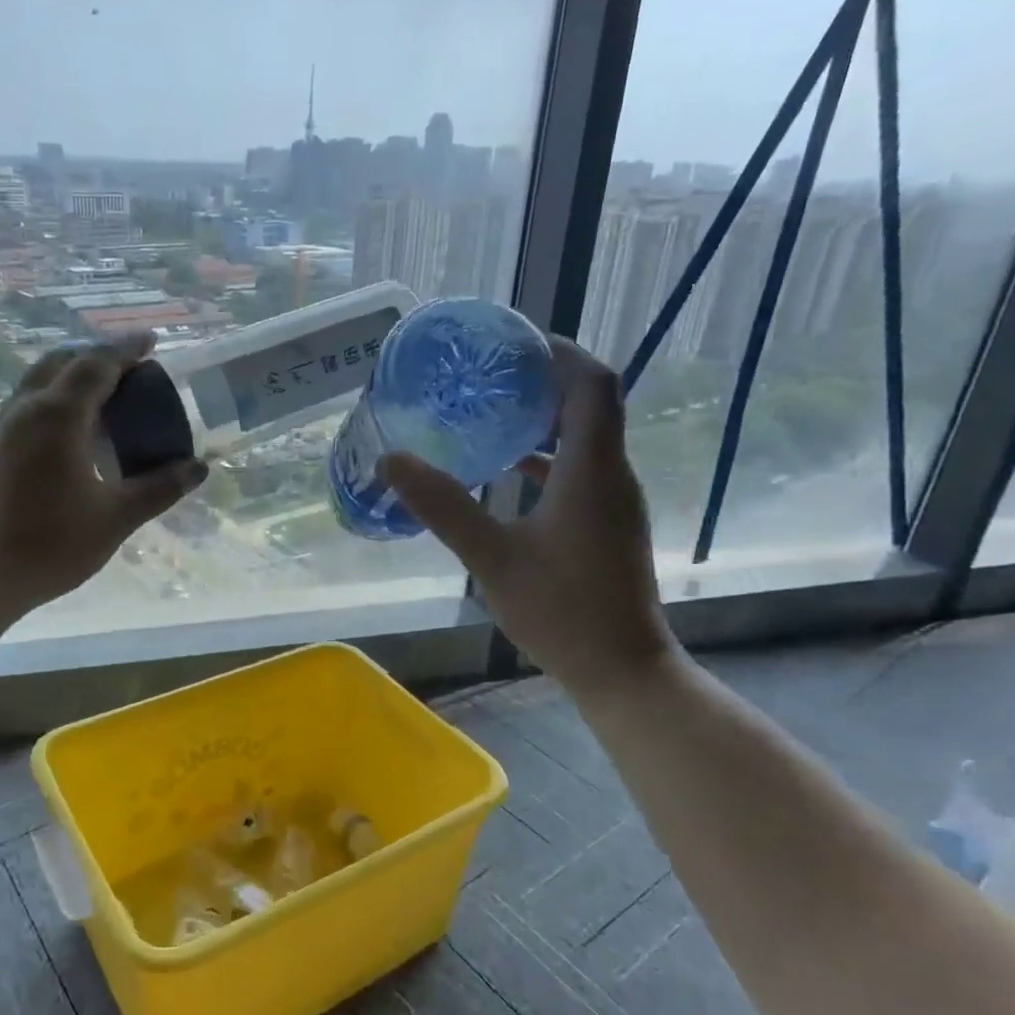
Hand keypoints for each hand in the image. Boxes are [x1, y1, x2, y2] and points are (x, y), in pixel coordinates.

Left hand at [0, 334, 206, 618]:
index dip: (127, 350)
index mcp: (59, 415)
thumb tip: (198, 468)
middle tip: (128, 371)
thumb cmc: (49, 544)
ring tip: (102, 399)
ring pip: (38, 383)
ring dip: (71, 378)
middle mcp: (25, 409)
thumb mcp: (115, 518)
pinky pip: (26, 407)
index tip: (150, 341)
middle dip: (96, 357)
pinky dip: (53, 402)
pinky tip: (68, 436)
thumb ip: (158, 488)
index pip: (97, 365)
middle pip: (61, 362)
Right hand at [380, 337, 674, 698]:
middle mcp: (611, 475)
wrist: (622, 671)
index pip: (593, 383)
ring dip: (544, 419)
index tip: (513, 343)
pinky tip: (506, 471)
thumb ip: (443, 506)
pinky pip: (580, 470)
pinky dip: (547, 457)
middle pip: (590, 403)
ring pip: (585, 438)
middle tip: (488, 375)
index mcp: (591, 470)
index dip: (559, 352)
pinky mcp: (608, 525)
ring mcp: (613, 502)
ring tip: (490, 412)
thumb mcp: (491, 557)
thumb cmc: (561, 611)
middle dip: (543, 380)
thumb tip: (392, 461)